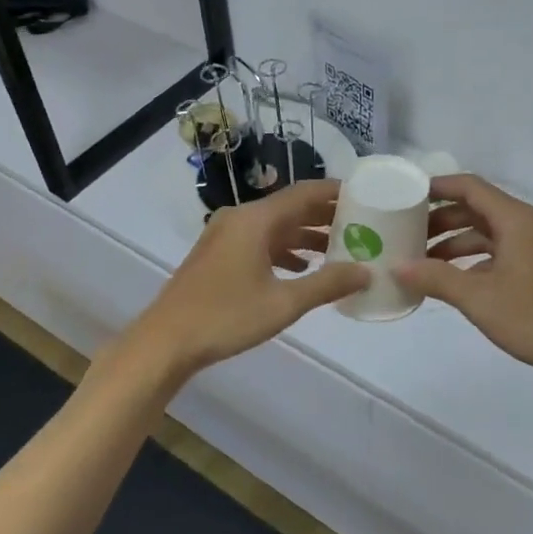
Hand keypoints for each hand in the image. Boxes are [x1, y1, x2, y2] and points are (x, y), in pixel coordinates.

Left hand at [125, 180, 368, 381]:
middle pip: (290, 207)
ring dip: (304, 235)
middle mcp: (240, 218)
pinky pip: (258, 241)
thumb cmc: (226, 317)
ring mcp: (225, 235)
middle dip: (324, 216)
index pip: (304, 193)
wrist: (166, 341)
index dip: (336, 192)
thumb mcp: (284, 303)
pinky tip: (300, 270)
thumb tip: (366, 272)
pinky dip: (283, 250)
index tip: (366, 195)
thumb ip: (327, 284)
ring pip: (274, 226)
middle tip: (361, 224)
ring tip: (338, 249)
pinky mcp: (217, 254)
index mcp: (256, 219)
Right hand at [395, 174, 532, 379]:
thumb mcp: (478, 298)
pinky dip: (475, 260)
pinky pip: (501, 252)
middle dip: (441, 219)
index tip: (407, 194)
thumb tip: (398, 267)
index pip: (470, 188)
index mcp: (516, 220)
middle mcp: (528, 225)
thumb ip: (436, 278)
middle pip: (478, 209)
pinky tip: (454, 281)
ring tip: (422, 260)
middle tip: (407, 233)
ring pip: (489, 234)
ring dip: (456, 242)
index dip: (437, 187)